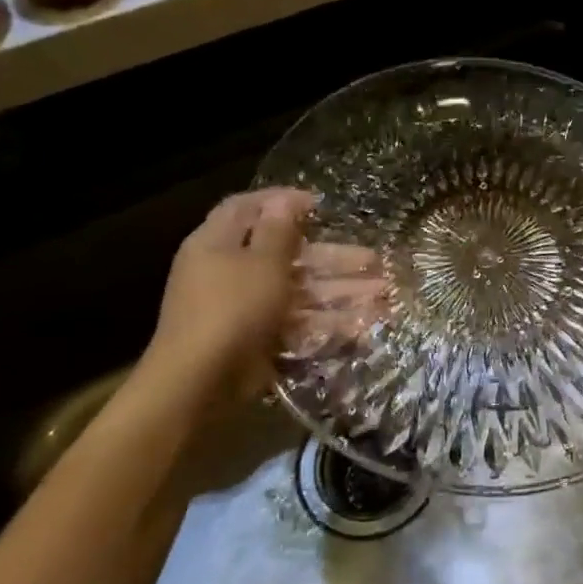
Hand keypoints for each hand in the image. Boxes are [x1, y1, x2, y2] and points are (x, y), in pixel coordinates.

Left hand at [139, 188, 388, 413]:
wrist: (198, 383)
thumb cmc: (231, 309)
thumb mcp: (261, 263)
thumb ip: (278, 231)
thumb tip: (285, 200)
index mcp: (218, 243)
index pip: (247, 208)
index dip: (282, 202)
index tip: (320, 205)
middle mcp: (229, 271)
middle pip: (288, 255)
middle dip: (333, 257)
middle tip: (374, 260)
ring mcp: (245, 309)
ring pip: (299, 292)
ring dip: (340, 292)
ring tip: (384, 295)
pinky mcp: (258, 340)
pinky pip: (297, 324)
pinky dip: (328, 323)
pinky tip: (364, 326)